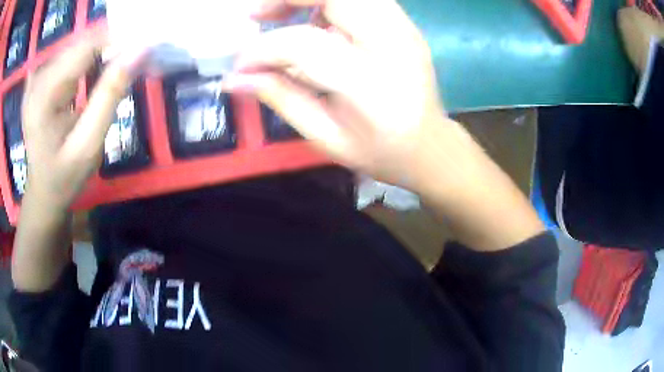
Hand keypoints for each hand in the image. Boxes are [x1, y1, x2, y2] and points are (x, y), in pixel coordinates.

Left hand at [22, 32, 135, 212]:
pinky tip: (90, 80)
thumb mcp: (89, 145)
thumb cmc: (64, 177)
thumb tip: (139, 51)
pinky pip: (69, 57)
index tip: (142, 47)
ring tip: (111, 76)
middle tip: (131, 64)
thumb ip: (109, 96)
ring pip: (78, 47)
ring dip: (100, 55)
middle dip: (110, 47)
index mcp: (43, 94)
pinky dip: (87, 61)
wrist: (43, 191)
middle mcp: (38, 77)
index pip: (86, 45)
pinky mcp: (40, 79)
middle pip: (82, 43)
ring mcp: (37, 77)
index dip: (117, 39)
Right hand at [228, 0, 445, 187]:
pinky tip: (313, 16)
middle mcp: (392, 44)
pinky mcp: (405, 23)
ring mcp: (404, 28)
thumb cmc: (381, 152)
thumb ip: (280, 99)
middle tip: (259, 16)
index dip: (263, 49)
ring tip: (280, 13)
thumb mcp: (326, 138)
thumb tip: (234, 78)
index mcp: (371, 85)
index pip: (305, 44)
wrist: (431, 145)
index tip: (241, 64)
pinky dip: (328, 1)